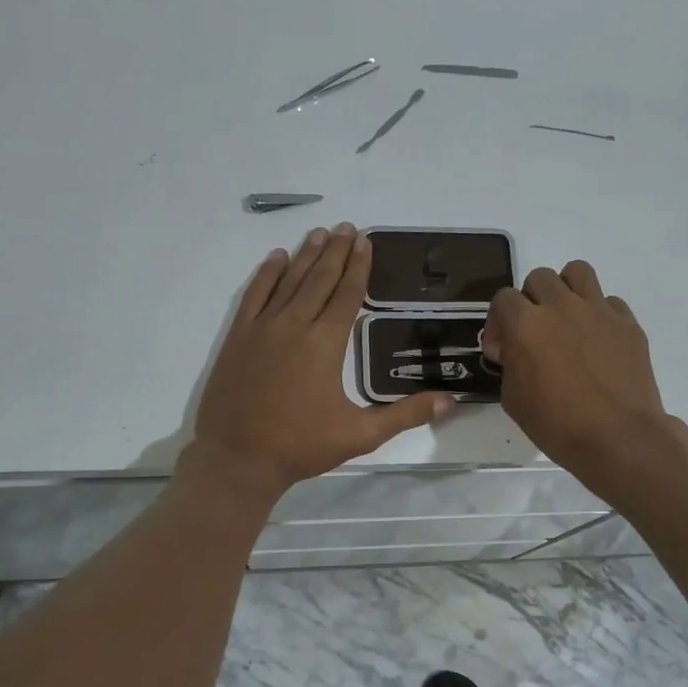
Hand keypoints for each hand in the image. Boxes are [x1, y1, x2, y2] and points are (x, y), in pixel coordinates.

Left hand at [188, 225, 451, 498]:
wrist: (237, 459)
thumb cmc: (301, 446)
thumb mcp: (360, 434)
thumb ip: (405, 414)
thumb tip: (450, 401)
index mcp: (325, 343)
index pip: (347, 294)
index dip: (358, 266)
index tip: (365, 241)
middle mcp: (294, 325)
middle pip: (319, 278)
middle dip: (336, 251)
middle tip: (347, 227)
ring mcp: (262, 328)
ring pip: (288, 281)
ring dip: (306, 255)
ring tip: (320, 233)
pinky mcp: (238, 337)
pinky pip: (254, 295)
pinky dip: (267, 274)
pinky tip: (276, 258)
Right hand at [483, 261, 687, 492]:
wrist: (619, 438)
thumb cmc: (557, 425)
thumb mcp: (513, 399)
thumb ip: (509, 364)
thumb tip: (514, 350)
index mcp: (526, 325)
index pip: (503, 298)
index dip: (498, 322)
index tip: (503, 350)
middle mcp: (562, 307)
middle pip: (539, 277)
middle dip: (531, 301)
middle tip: (535, 332)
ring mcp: (599, 311)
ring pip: (577, 272)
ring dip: (566, 290)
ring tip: (567, 319)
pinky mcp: (628, 323)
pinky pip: (609, 301)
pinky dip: (599, 314)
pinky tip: (598, 342)